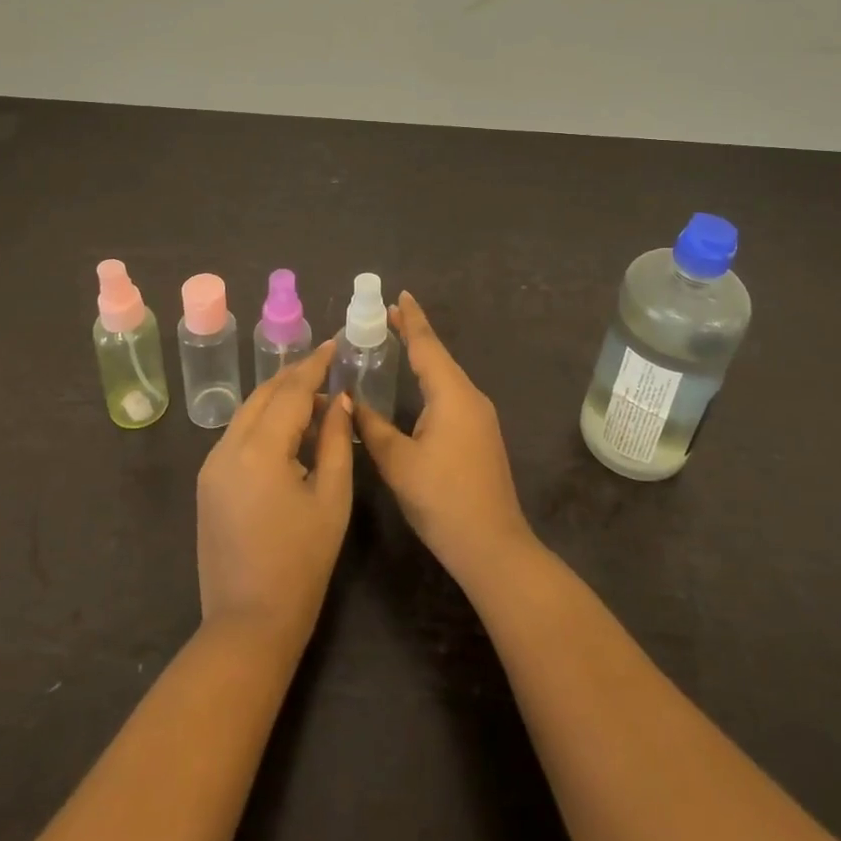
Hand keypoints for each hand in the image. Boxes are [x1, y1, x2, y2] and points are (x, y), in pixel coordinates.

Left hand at [196, 341, 353, 647]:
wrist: (248, 624)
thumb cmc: (301, 564)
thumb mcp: (332, 499)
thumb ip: (337, 441)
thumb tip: (340, 400)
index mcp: (259, 450)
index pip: (291, 390)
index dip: (316, 364)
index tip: (336, 344)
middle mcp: (227, 447)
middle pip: (264, 394)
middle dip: (296, 376)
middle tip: (329, 367)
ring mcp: (212, 465)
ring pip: (248, 412)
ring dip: (280, 398)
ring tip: (316, 399)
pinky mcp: (208, 483)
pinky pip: (238, 435)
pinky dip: (264, 422)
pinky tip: (290, 432)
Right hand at [353, 293, 537, 586]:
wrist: (492, 546)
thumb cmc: (442, 499)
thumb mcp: (398, 462)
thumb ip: (371, 427)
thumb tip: (348, 401)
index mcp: (452, 394)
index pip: (427, 346)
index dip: (411, 319)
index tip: (399, 295)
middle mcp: (470, 397)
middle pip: (438, 357)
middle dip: (414, 336)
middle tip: (386, 319)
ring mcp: (480, 417)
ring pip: (446, 377)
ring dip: (423, 360)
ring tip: (397, 346)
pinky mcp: (481, 436)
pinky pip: (452, 395)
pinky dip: (431, 382)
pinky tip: (418, 390)